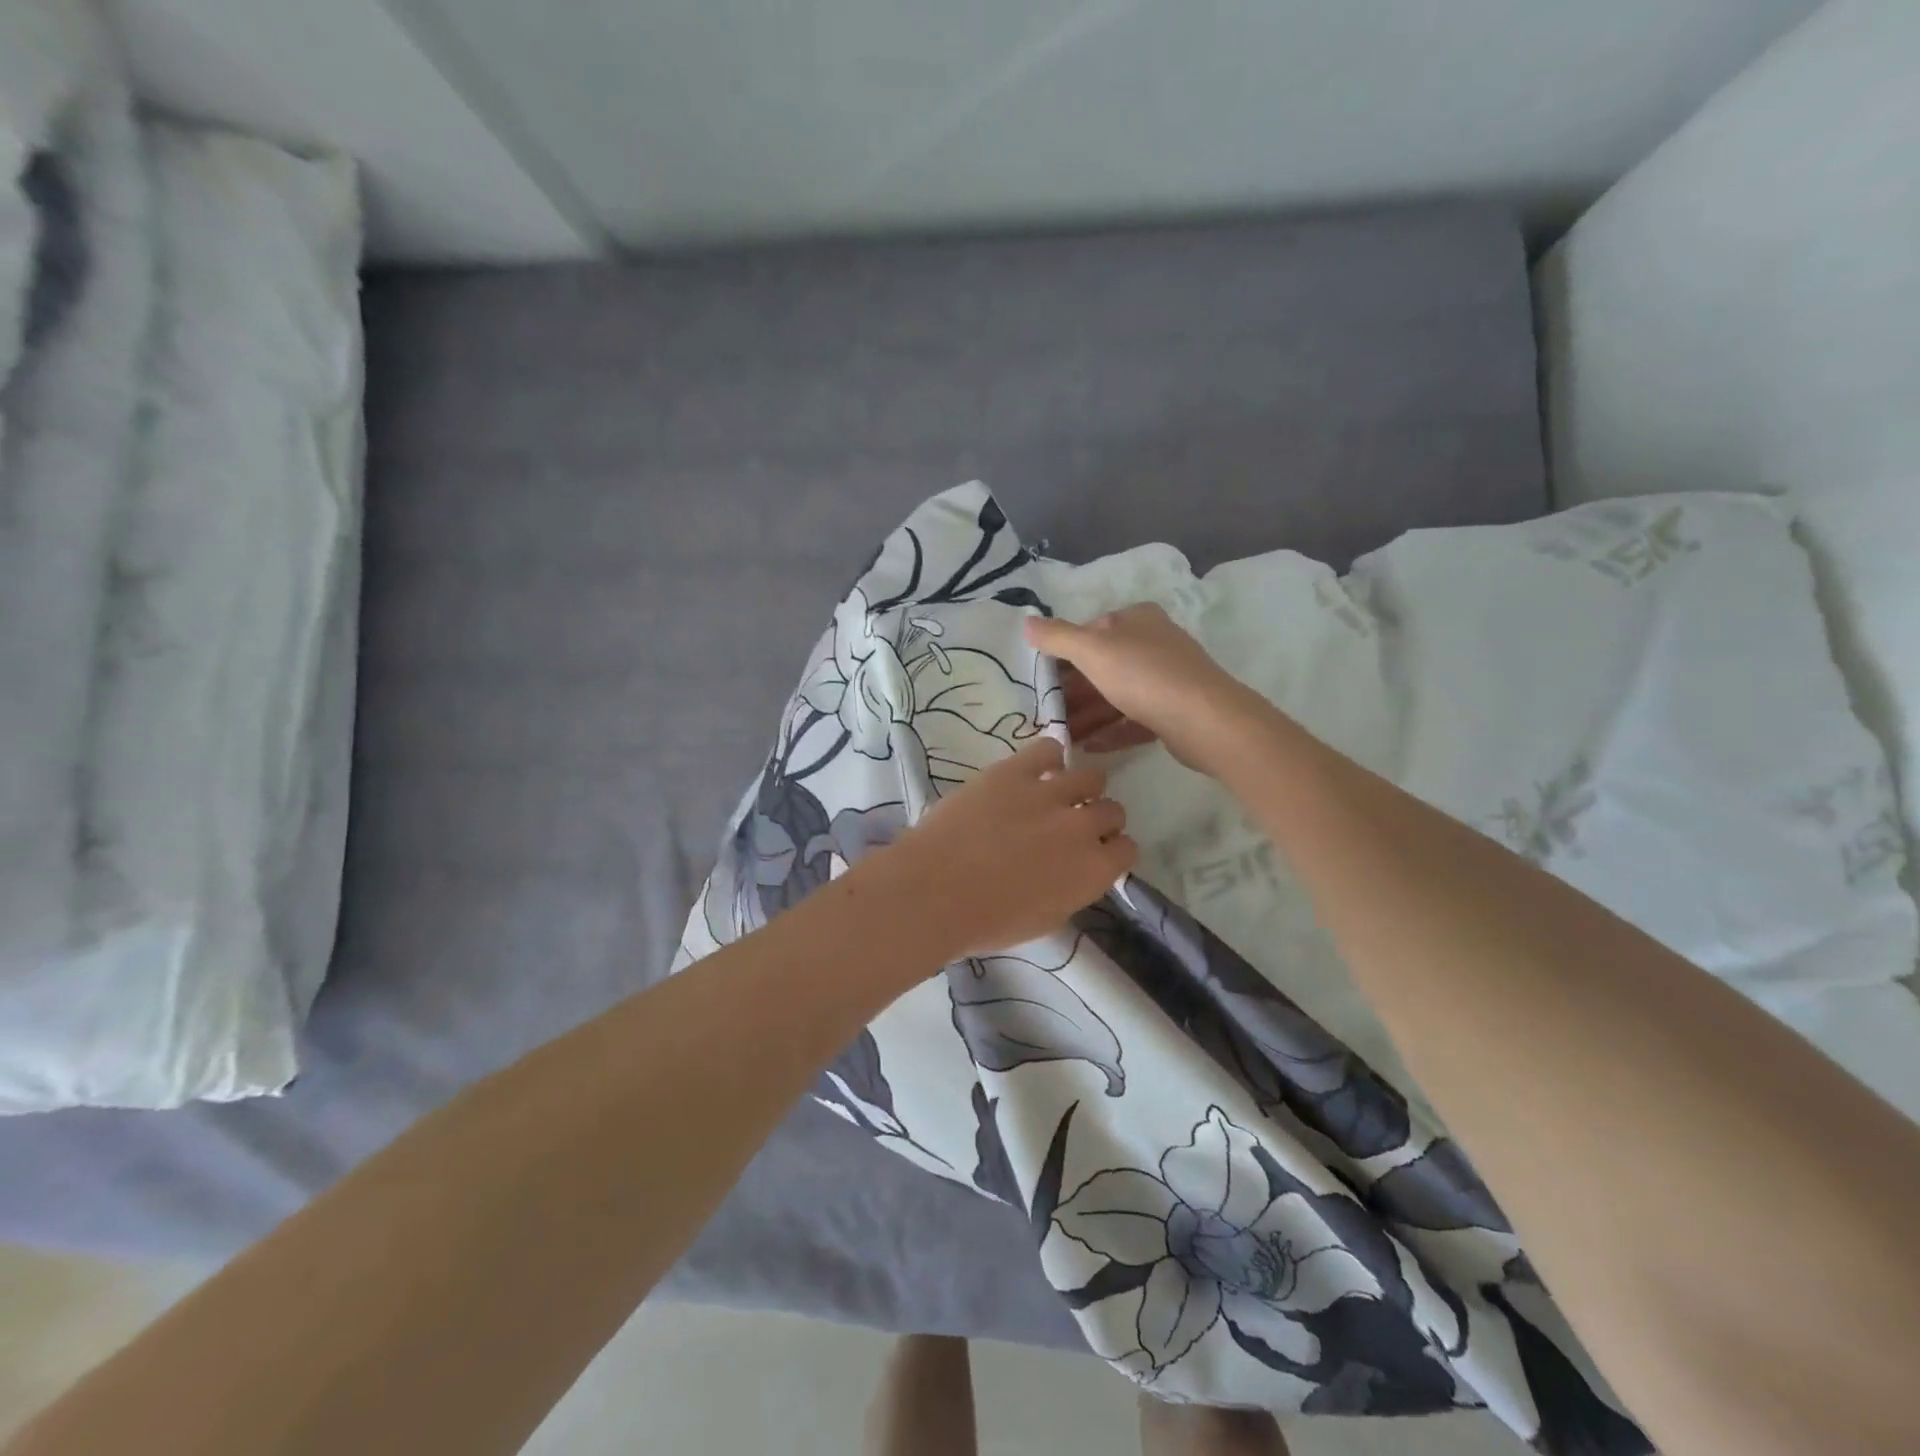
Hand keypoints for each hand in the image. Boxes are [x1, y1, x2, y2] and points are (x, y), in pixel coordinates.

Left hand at [868, 737, 1135, 959]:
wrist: (933, 892)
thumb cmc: (986, 922)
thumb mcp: (1045, 919)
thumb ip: (1071, 889)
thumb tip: (1074, 871)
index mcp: (1093, 871)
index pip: (1127, 849)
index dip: (1110, 850)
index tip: (1092, 853)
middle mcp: (1082, 827)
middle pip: (1112, 810)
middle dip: (1097, 819)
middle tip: (1070, 827)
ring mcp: (1049, 793)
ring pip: (1090, 777)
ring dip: (1079, 788)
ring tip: (1055, 796)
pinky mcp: (1014, 771)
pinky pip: (1048, 749)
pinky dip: (1048, 758)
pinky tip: (1034, 771)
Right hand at [1027, 605, 1250, 772]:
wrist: (1204, 720)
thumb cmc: (1144, 675)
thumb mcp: (1092, 650)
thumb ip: (1057, 637)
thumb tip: (1026, 622)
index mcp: (1138, 619)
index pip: (1092, 630)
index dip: (1065, 652)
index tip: (1041, 679)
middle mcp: (1155, 643)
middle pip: (1104, 666)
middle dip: (1074, 690)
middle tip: (1045, 713)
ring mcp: (1167, 679)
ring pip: (1118, 695)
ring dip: (1089, 714)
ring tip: (1061, 735)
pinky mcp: (1174, 712)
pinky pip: (1134, 720)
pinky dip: (1111, 731)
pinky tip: (1088, 747)